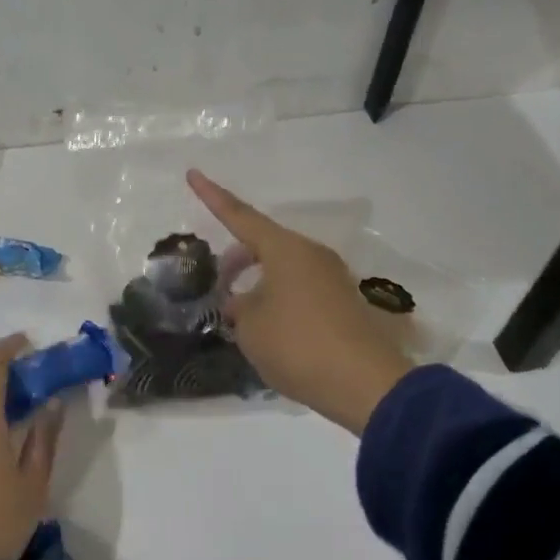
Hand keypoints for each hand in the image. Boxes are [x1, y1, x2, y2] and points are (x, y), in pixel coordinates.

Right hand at [187, 169, 412, 435]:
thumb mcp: (250, 327)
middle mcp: (311, 254)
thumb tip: (243, 301)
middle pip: (263, 244)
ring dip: (257, 283)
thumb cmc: (297, 345)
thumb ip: (238, 306)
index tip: (193, 173)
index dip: (212, 196)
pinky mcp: (343, 302)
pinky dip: (278, 298)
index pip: (240, 215)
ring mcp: (332, 277)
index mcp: (285, 249)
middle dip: (236, 260)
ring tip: (241, 316)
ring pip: (282, 268)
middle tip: (218, 287)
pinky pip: (299, 289)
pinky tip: (270, 330)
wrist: (366, 386)